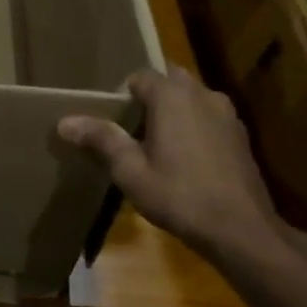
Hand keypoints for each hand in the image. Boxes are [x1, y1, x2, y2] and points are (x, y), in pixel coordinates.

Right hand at [58, 66, 306, 267]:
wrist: (241, 230)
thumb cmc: (179, 196)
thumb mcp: (130, 171)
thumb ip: (101, 139)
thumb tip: (65, 122)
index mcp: (172, 96)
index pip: (139, 76)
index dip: (123, 95)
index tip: (113, 121)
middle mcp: (202, 94)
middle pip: (169, 80)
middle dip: (150, 97)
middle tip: (132, 128)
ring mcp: (227, 114)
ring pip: (192, 98)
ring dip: (175, 110)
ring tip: (158, 142)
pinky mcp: (241, 136)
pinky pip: (209, 118)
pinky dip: (195, 126)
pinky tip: (187, 159)